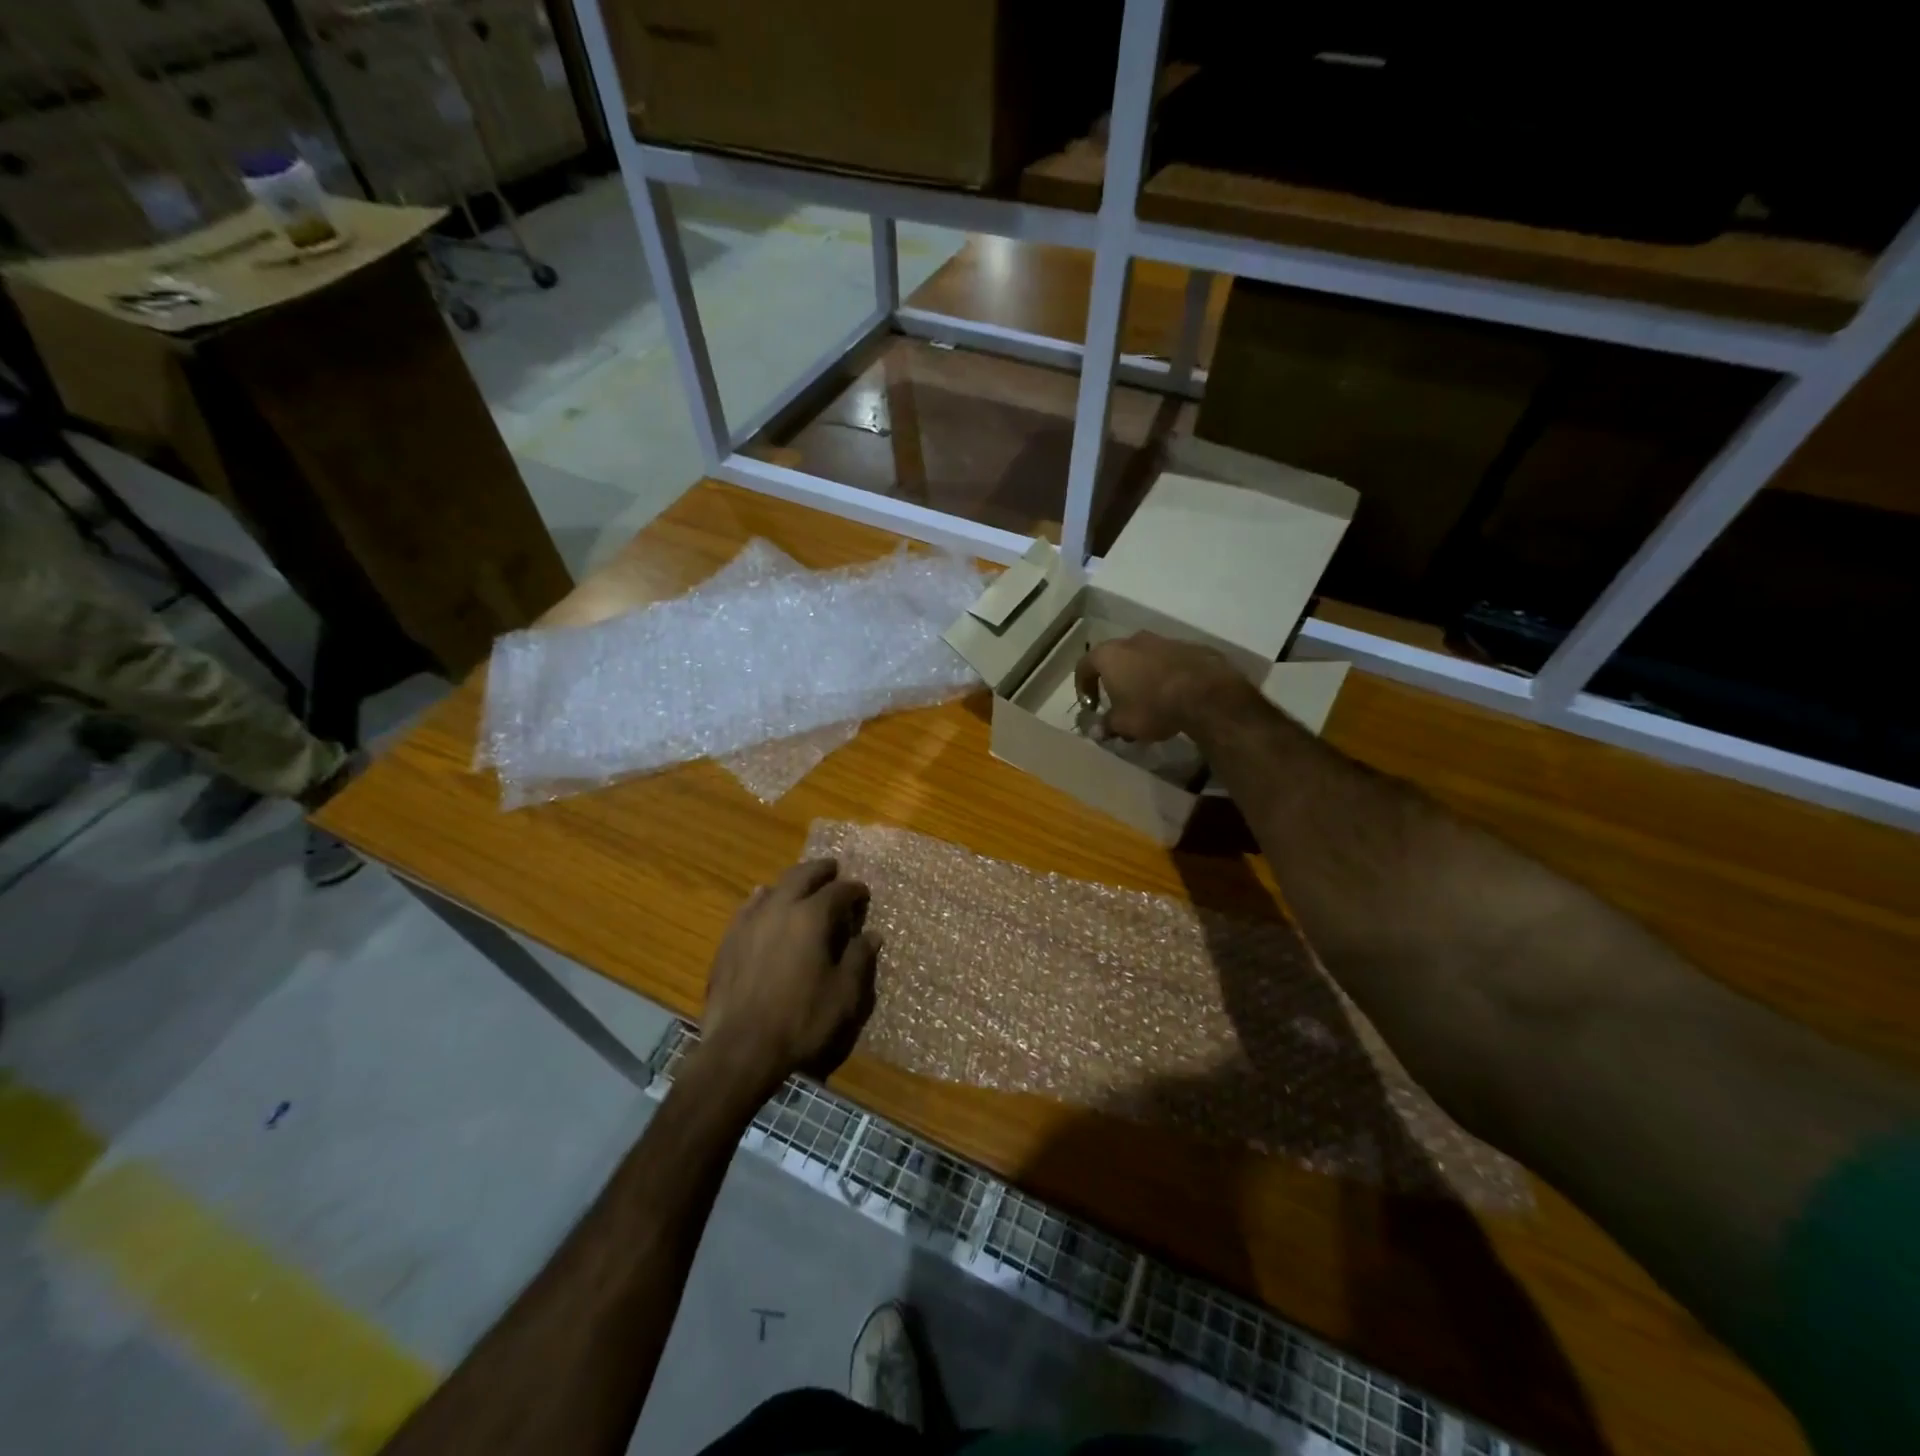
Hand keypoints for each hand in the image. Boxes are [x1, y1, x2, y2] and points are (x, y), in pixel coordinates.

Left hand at [699, 859, 879, 1095]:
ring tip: (801, 883)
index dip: (853, 890)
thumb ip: (859, 959)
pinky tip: (763, 900)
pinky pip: (749, 907)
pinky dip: (762, 898)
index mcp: (812, 917)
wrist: (741, 1048)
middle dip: (821, 871)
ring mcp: (750, 922)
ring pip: (774, 887)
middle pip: (802, 876)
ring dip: (792, 881)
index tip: (862, 893)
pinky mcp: (729, 940)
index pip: (838, 891)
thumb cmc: (801, 1020)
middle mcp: (780, 908)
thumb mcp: (843, 994)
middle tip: (832, 869)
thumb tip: (872, 935)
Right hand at [1075, 631, 1245, 742]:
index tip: (1091, 705)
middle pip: (1115, 658)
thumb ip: (1106, 725)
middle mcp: (1133, 640)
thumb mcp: (1123, 723)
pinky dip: (1164, 675)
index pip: (1085, 666)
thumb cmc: (1152, 707)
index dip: (1083, 686)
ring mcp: (1163, 640)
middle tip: (1119, 703)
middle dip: (1114, 680)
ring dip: (1141, 676)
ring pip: (1143, 658)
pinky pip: (1168, 661)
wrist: (1205, 693)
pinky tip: (1172, 695)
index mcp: (1110, 655)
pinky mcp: (1188, 646)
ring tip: (1148, 701)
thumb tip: (1096, 730)